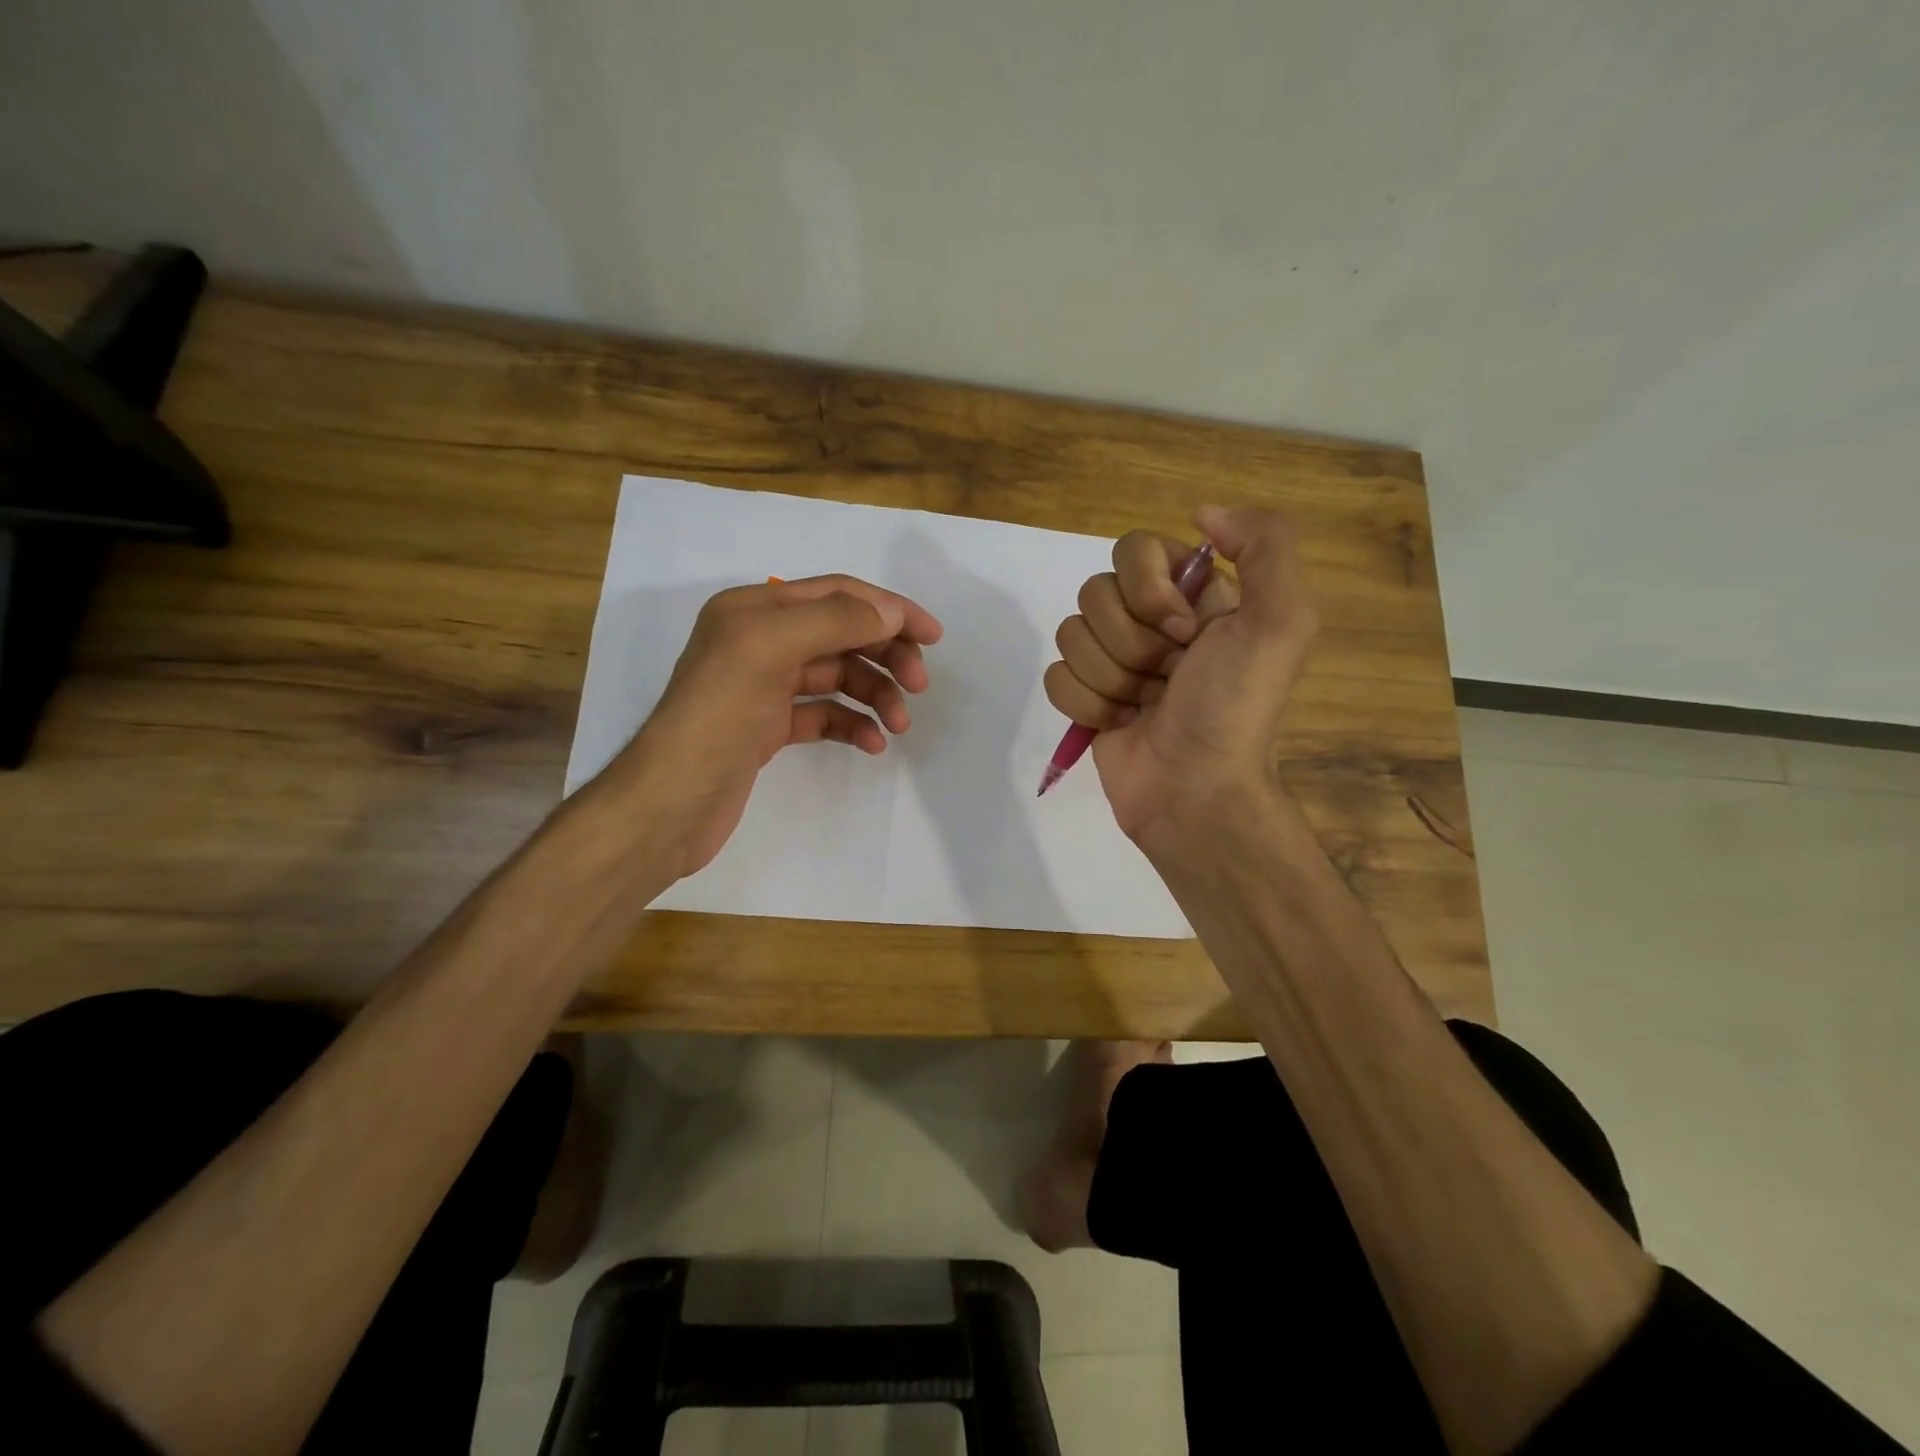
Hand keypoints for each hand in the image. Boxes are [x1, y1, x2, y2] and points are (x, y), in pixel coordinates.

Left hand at [598, 574, 942, 879]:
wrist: (671, 802)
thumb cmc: (717, 717)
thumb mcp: (770, 649)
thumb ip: (834, 621)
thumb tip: (889, 611)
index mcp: (755, 610)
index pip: (837, 594)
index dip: (888, 609)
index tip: (932, 636)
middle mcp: (759, 641)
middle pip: (841, 634)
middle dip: (885, 655)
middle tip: (918, 685)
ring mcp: (764, 687)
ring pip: (837, 677)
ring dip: (874, 694)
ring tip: (899, 724)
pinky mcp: (768, 729)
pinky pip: (824, 715)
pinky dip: (851, 724)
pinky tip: (872, 743)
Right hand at [1043, 507, 1317, 847]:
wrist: (1195, 791)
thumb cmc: (1233, 707)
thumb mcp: (1281, 620)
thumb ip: (1265, 545)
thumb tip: (1202, 512)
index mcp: (1194, 595)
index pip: (1135, 550)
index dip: (1150, 592)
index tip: (1185, 632)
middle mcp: (1152, 621)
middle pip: (1095, 592)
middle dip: (1132, 643)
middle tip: (1168, 677)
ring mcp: (1114, 660)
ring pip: (1071, 634)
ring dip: (1112, 678)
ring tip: (1145, 707)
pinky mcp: (1086, 697)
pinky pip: (1056, 675)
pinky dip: (1087, 704)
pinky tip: (1120, 724)